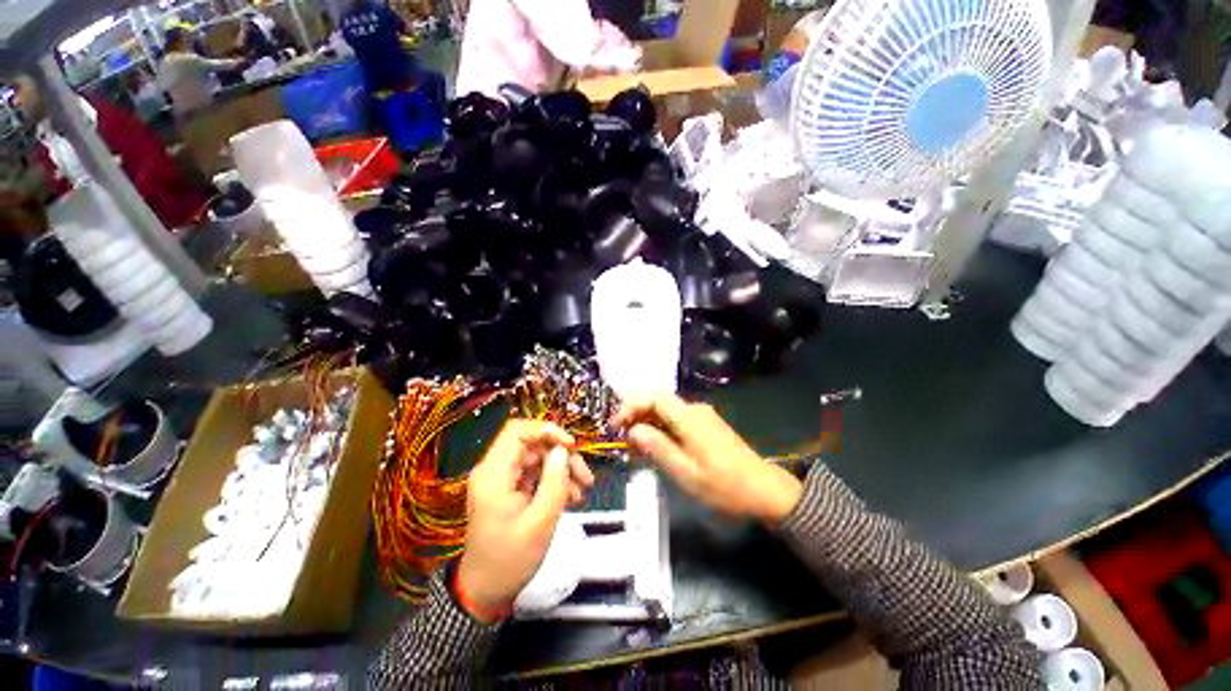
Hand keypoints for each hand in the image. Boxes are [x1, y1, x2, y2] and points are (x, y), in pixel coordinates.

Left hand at [456, 420, 593, 621]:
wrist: (485, 593)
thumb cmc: (510, 560)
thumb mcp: (540, 522)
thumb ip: (554, 481)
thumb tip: (563, 451)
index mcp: (494, 474)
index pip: (518, 431)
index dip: (547, 430)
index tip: (570, 445)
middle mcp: (494, 470)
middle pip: (532, 445)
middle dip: (561, 456)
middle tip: (585, 476)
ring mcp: (501, 481)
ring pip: (536, 459)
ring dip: (561, 470)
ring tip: (582, 490)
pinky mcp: (507, 491)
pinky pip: (533, 474)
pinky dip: (552, 481)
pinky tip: (570, 497)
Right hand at [614, 394, 802, 522]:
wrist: (764, 490)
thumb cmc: (724, 485)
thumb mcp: (686, 472)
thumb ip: (657, 447)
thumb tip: (633, 429)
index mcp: (689, 417)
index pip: (653, 397)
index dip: (631, 406)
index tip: (616, 425)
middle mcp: (694, 410)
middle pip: (659, 401)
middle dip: (637, 415)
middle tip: (622, 438)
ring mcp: (702, 416)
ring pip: (666, 411)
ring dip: (648, 423)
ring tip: (635, 446)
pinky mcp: (706, 426)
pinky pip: (677, 420)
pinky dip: (661, 429)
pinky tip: (655, 447)